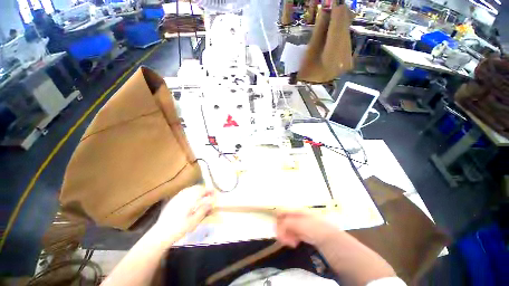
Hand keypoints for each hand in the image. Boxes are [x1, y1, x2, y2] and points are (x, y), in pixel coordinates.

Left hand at [151, 185, 214, 244]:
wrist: (160, 234)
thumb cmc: (179, 228)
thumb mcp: (194, 221)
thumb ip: (203, 210)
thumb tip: (211, 202)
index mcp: (190, 199)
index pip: (202, 190)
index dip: (210, 190)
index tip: (215, 193)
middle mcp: (183, 195)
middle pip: (196, 187)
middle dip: (204, 189)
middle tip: (209, 195)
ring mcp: (177, 197)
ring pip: (190, 189)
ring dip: (198, 190)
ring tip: (202, 197)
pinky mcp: (173, 201)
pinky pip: (184, 192)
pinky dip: (191, 193)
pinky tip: (191, 199)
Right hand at [277, 211, 396, 284]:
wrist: (358, 265)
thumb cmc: (338, 245)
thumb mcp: (318, 233)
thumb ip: (298, 225)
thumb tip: (280, 223)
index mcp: (311, 214)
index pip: (291, 209)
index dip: (281, 215)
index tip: (275, 227)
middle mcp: (310, 219)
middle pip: (291, 217)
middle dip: (283, 224)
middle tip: (280, 238)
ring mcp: (312, 229)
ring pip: (294, 226)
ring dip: (287, 232)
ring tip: (286, 242)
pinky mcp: (314, 240)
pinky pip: (298, 235)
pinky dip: (292, 237)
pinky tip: (292, 243)